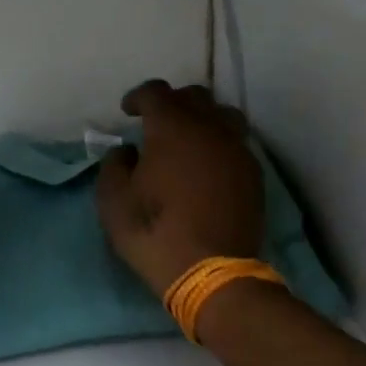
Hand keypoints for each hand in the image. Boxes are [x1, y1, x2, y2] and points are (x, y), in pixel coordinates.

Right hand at [96, 81, 263, 296]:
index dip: (138, 97)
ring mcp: (237, 149)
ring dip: (203, 118)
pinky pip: (237, 142)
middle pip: (194, 96)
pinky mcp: (253, 173)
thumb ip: (114, 165)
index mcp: (172, 127)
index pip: (156, 92)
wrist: (210, 272)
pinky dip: (220, 143)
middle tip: (157, 124)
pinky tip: (209, 165)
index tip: (128, 112)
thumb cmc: (154, 232)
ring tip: (189, 139)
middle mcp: (209, 128)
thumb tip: (128, 151)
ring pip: (223, 114)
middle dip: (172, 103)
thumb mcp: (113, 201)